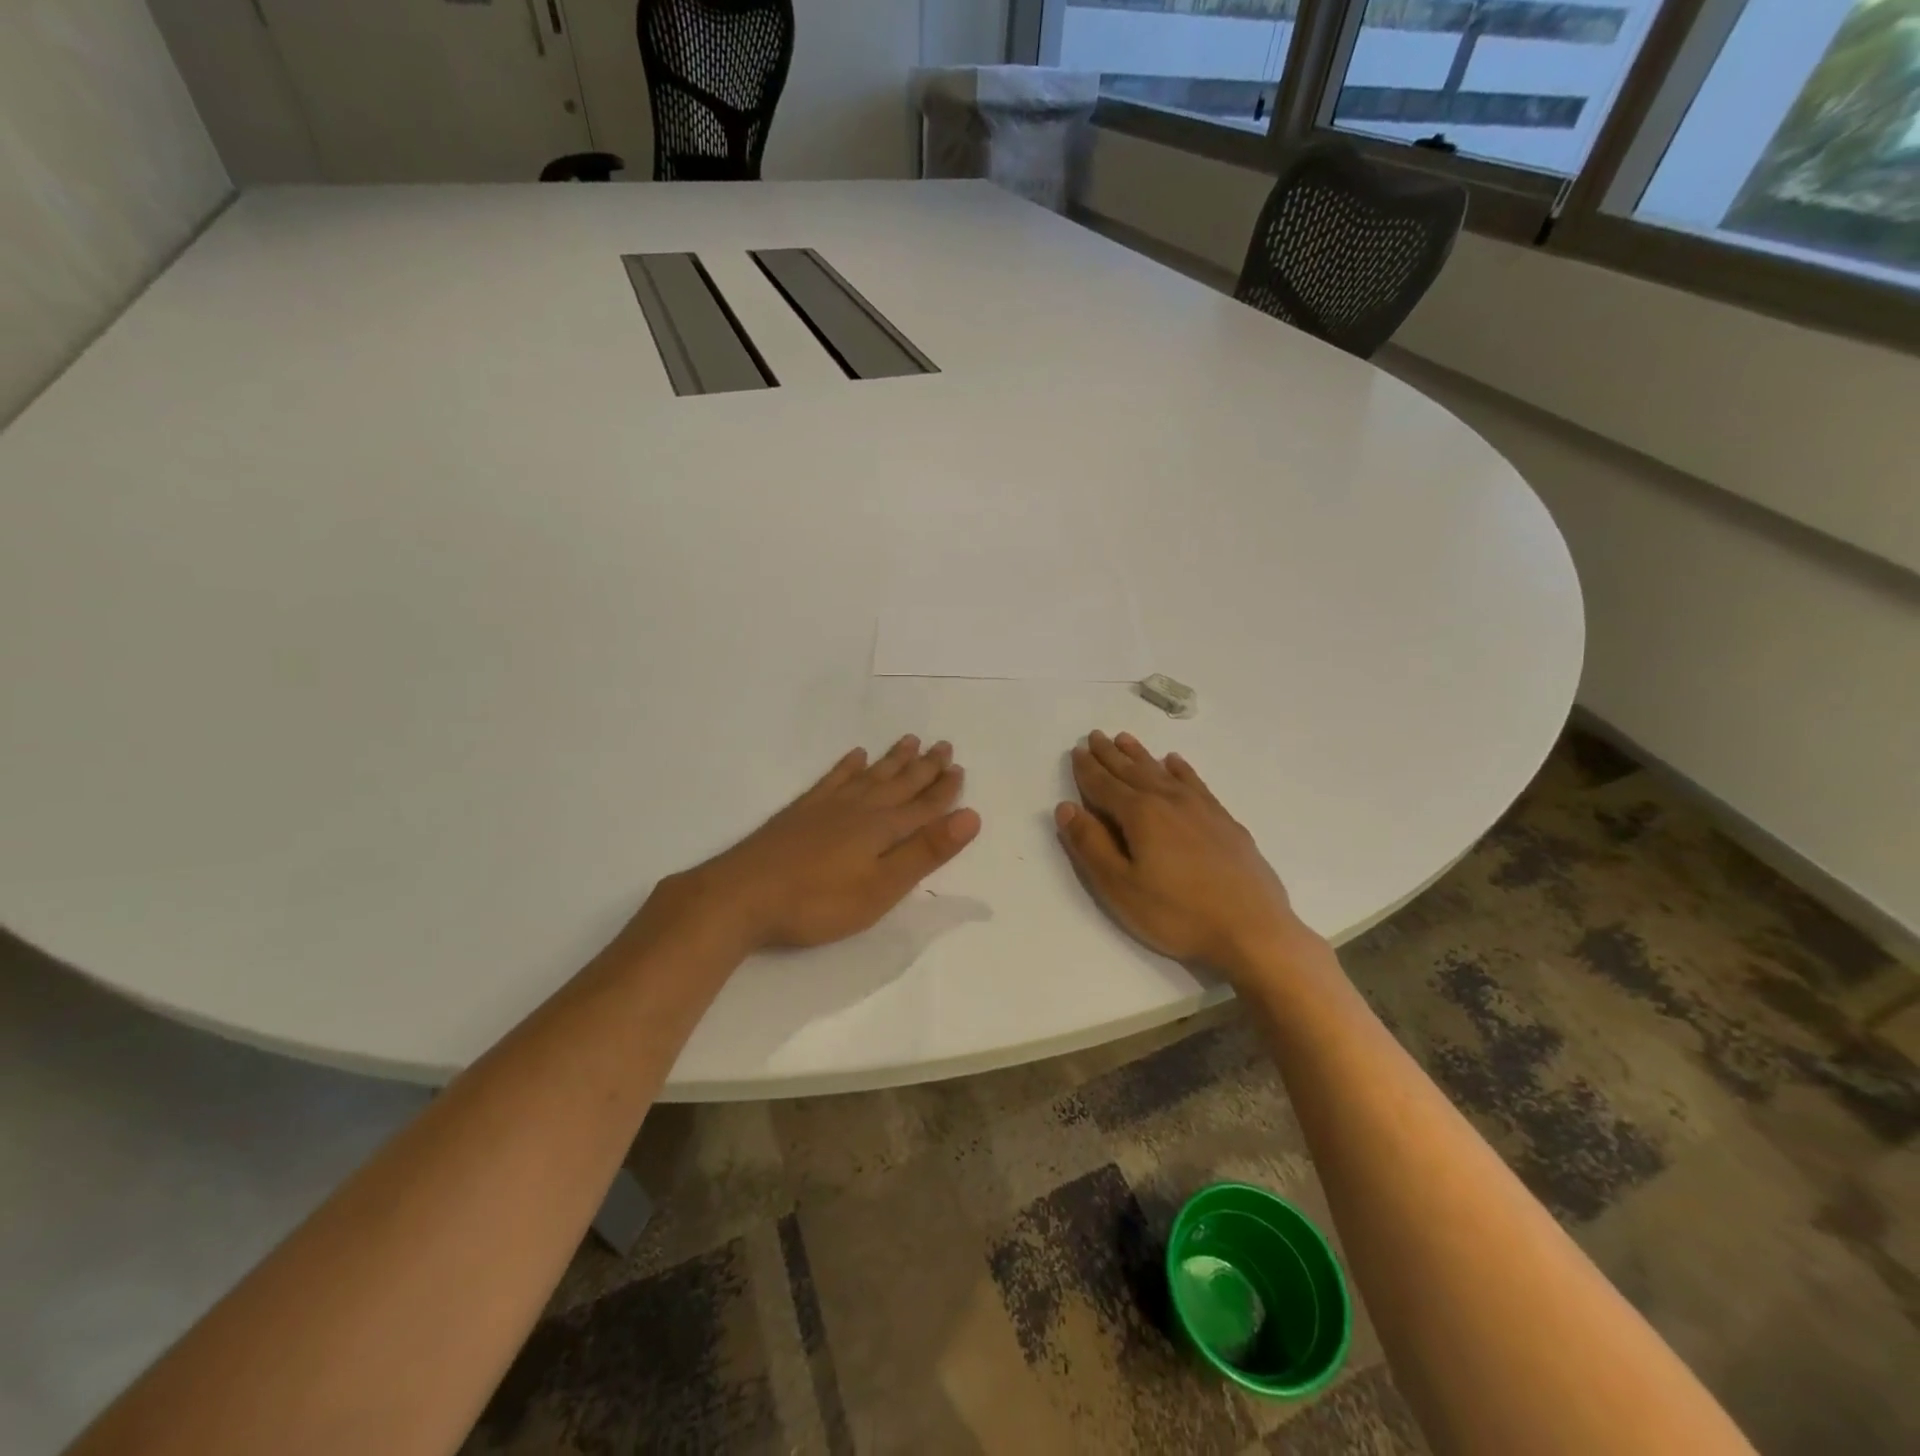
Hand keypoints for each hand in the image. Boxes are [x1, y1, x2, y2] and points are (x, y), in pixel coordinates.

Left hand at [631, 736, 980, 956]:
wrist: (743, 895)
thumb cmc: (819, 902)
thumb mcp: (881, 888)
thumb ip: (925, 852)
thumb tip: (970, 816)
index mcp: (884, 828)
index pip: (924, 805)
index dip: (944, 790)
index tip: (960, 769)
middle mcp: (861, 809)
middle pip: (900, 783)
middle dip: (925, 767)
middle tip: (944, 745)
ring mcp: (828, 806)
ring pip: (871, 775)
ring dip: (893, 760)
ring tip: (910, 741)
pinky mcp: (802, 811)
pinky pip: (834, 778)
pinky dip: (848, 766)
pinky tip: (855, 756)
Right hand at [1055, 731, 1311, 979]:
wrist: (1253, 930)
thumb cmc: (1177, 914)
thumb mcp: (1120, 887)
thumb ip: (1091, 844)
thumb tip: (1066, 807)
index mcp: (1140, 815)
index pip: (1104, 785)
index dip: (1087, 769)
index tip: (1077, 751)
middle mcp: (1169, 801)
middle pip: (1132, 771)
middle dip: (1110, 755)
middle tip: (1095, 736)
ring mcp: (1201, 809)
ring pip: (1162, 772)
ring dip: (1141, 755)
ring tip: (1125, 739)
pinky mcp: (1225, 822)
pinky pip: (1195, 783)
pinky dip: (1181, 769)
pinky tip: (1175, 762)